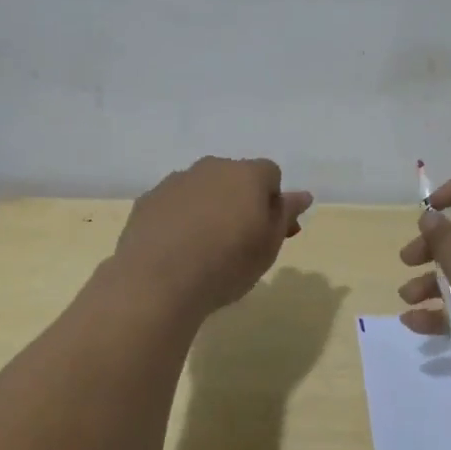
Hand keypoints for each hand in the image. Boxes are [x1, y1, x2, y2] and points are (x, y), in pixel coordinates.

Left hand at [113, 157, 312, 315]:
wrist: (158, 281)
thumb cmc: (227, 264)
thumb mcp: (269, 245)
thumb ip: (285, 214)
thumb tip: (302, 194)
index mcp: (247, 174)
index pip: (271, 174)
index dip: (273, 201)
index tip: (270, 233)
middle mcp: (211, 168)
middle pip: (234, 178)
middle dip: (241, 201)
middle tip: (240, 241)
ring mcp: (176, 181)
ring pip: (202, 189)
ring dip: (209, 208)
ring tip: (205, 248)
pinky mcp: (148, 200)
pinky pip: (174, 204)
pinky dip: (180, 218)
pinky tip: (177, 250)